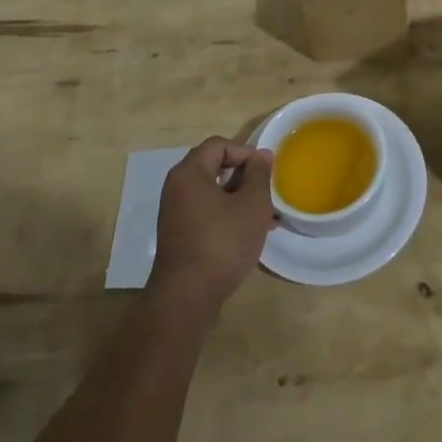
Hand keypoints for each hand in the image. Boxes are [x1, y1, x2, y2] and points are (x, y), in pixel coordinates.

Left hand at [147, 136, 274, 317]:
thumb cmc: (222, 243)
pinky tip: (250, 232)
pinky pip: (206, 212)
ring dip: (239, 197)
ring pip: (212, 192)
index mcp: (190, 173)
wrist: (187, 297)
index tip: (265, 171)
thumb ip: (259, 175)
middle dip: (244, 175)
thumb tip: (262, 154)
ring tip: (265, 214)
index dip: (245, 152)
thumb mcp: (252, 205)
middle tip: (266, 191)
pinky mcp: (179, 234)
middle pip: (213, 166)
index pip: (218, 145)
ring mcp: (175, 212)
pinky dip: (227, 214)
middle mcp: (177, 187)